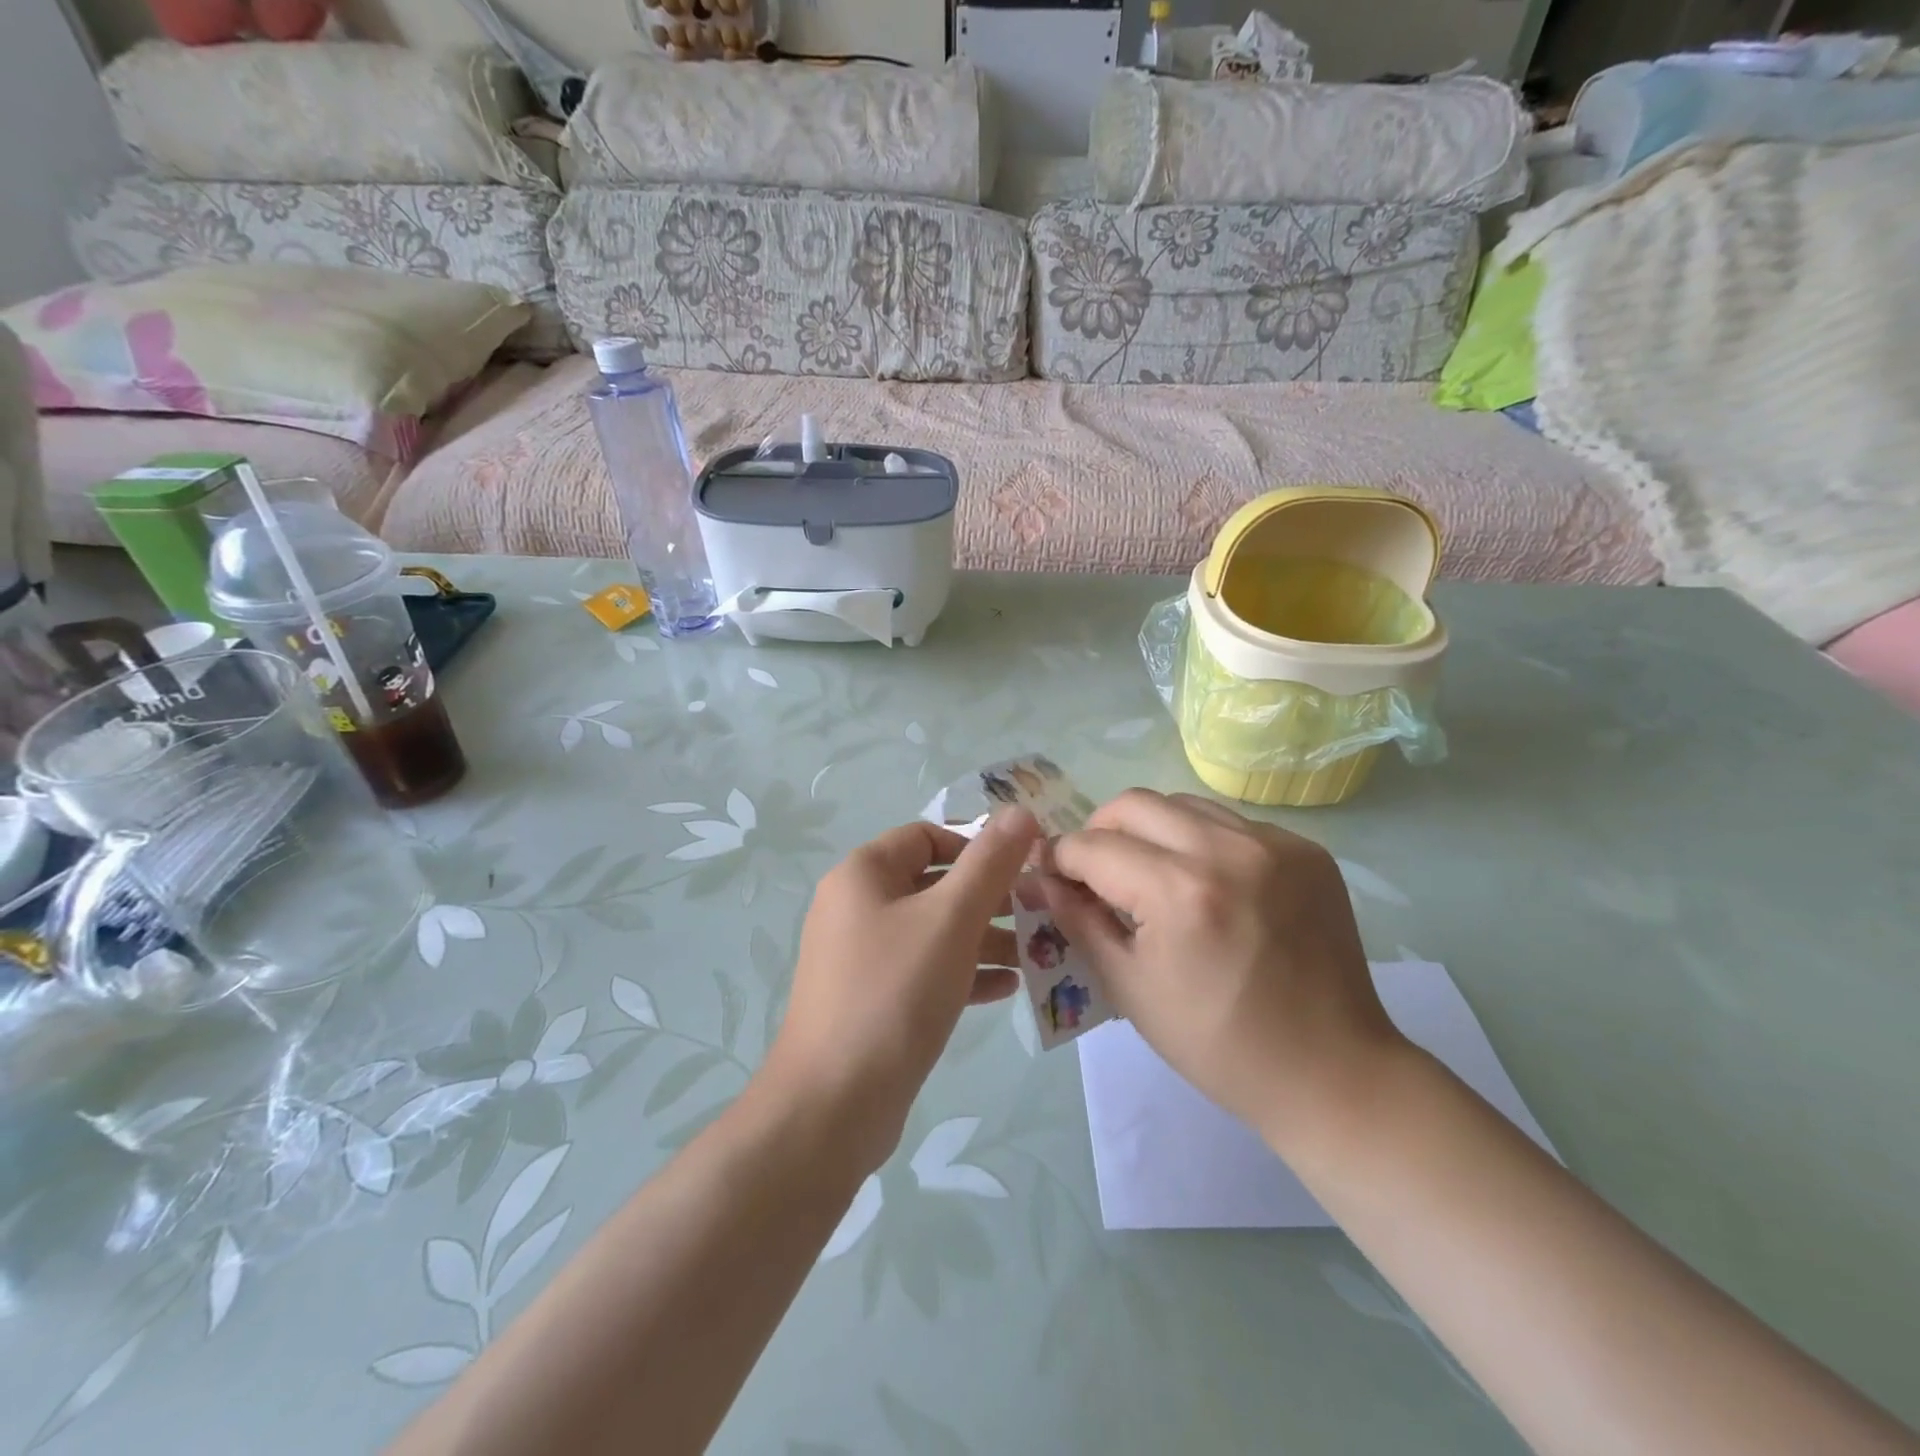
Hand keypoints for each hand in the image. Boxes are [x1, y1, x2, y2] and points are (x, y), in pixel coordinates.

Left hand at [763, 811, 1040, 1174]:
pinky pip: (924, 970)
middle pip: (933, 883)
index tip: (1023, 871)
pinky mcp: (872, 999)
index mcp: (864, 874)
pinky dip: (963, 972)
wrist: (833, 1104)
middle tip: (1038, 914)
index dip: (977, 846)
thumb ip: (989, 862)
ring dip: (982, 937)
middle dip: (988, 897)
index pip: (927, 836)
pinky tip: (1006, 988)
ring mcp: (861, 956)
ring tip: (1034, 954)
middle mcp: (856, 907)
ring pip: (933, 930)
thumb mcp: (950, 919)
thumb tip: (1021, 811)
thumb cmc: (894, 993)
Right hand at [1046, 791, 1405, 1149]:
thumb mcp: (1129, 987)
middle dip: (1100, 832)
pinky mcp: (1306, 849)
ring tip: (1152, 876)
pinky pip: (1230, 823)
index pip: (1092, 846)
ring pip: (1183, 804)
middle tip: (1098, 874)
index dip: (1060, 859)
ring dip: (1151, 831)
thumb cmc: (1217, 1044)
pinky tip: (1209, 886)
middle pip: (1133, 804)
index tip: (1051, 877)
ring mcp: (1275, 843)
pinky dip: (1202, 842)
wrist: (1332, 1072)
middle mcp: (1227, 850)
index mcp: (1179, 892)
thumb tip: (1038, 879)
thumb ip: (1077, 920)